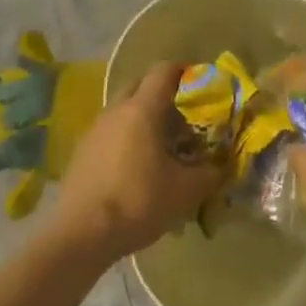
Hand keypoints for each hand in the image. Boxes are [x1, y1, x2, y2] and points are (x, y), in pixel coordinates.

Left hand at [52, 62, 225, 263]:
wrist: (81, 235)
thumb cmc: (138, 202)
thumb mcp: (186, 191)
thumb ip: (211, 173)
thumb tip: (224, 165)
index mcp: (142, 109)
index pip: (163, 70)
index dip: (185, 70)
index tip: (201, 83)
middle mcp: (116, 111)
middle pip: (140, 85)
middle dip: (162, 92)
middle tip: (184, 115)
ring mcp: (94, 130)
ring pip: (123, 110)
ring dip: (143, 117)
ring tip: (163, 143)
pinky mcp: (82, 152)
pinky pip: (110, 132)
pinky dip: (127, 138)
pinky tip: (137, 166)